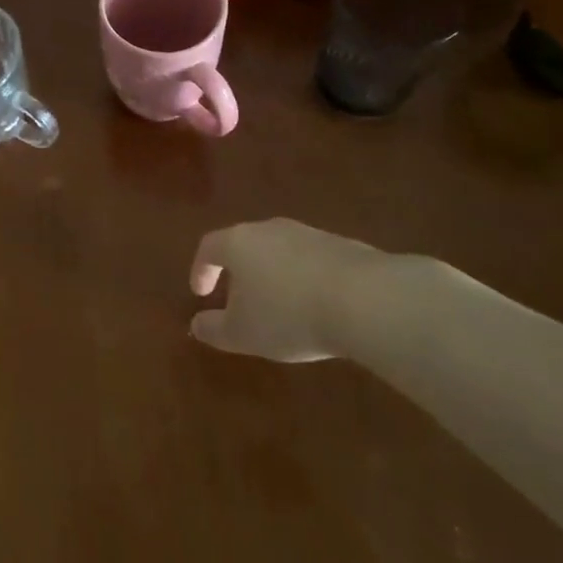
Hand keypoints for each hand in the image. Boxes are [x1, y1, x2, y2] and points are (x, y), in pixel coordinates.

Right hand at [189, 218, 413, 362]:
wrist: (365, 299)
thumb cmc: (289, 315)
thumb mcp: (244, 333)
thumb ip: (215, 329)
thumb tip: (196, 325)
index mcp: (238, 242)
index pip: (209, 247)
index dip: (201, 269)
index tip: (200, 294)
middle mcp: (269, 229)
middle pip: (245, 244)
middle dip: (238, 271)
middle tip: (238, 300)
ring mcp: (308, 233)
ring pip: (279, 251)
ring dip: (273, 274)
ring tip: (280, 306)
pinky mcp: (341, 245)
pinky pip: (310, 260)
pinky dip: (304, 279)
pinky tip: (315, 306)